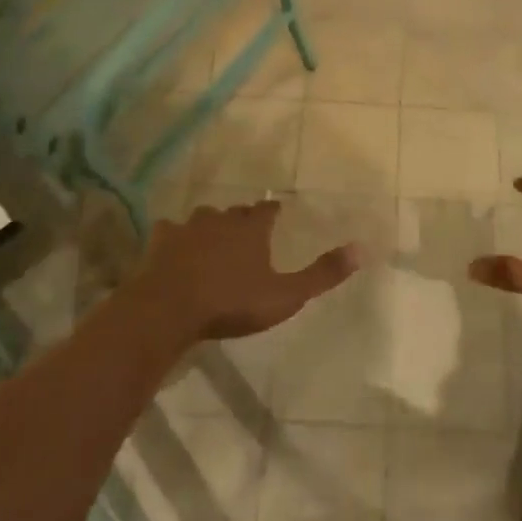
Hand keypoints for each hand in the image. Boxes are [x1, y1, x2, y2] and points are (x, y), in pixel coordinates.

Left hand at [129, 201, 360, 340]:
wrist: (169, 310)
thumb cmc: (231, 302)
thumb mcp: (285, 295)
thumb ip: (322, 274)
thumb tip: (362, 248)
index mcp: (251, 228)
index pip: (267, 211)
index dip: (273, 213)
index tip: (277, 215)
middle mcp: (220, 219)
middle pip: (235, 212)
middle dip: (242, 219)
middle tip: (246, 232)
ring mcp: (187, 228)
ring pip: (202, 219)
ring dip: (209, 227)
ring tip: (212, 240)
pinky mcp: (159, 242)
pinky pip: (169, 232)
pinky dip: (174, 238)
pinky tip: (173, 249)